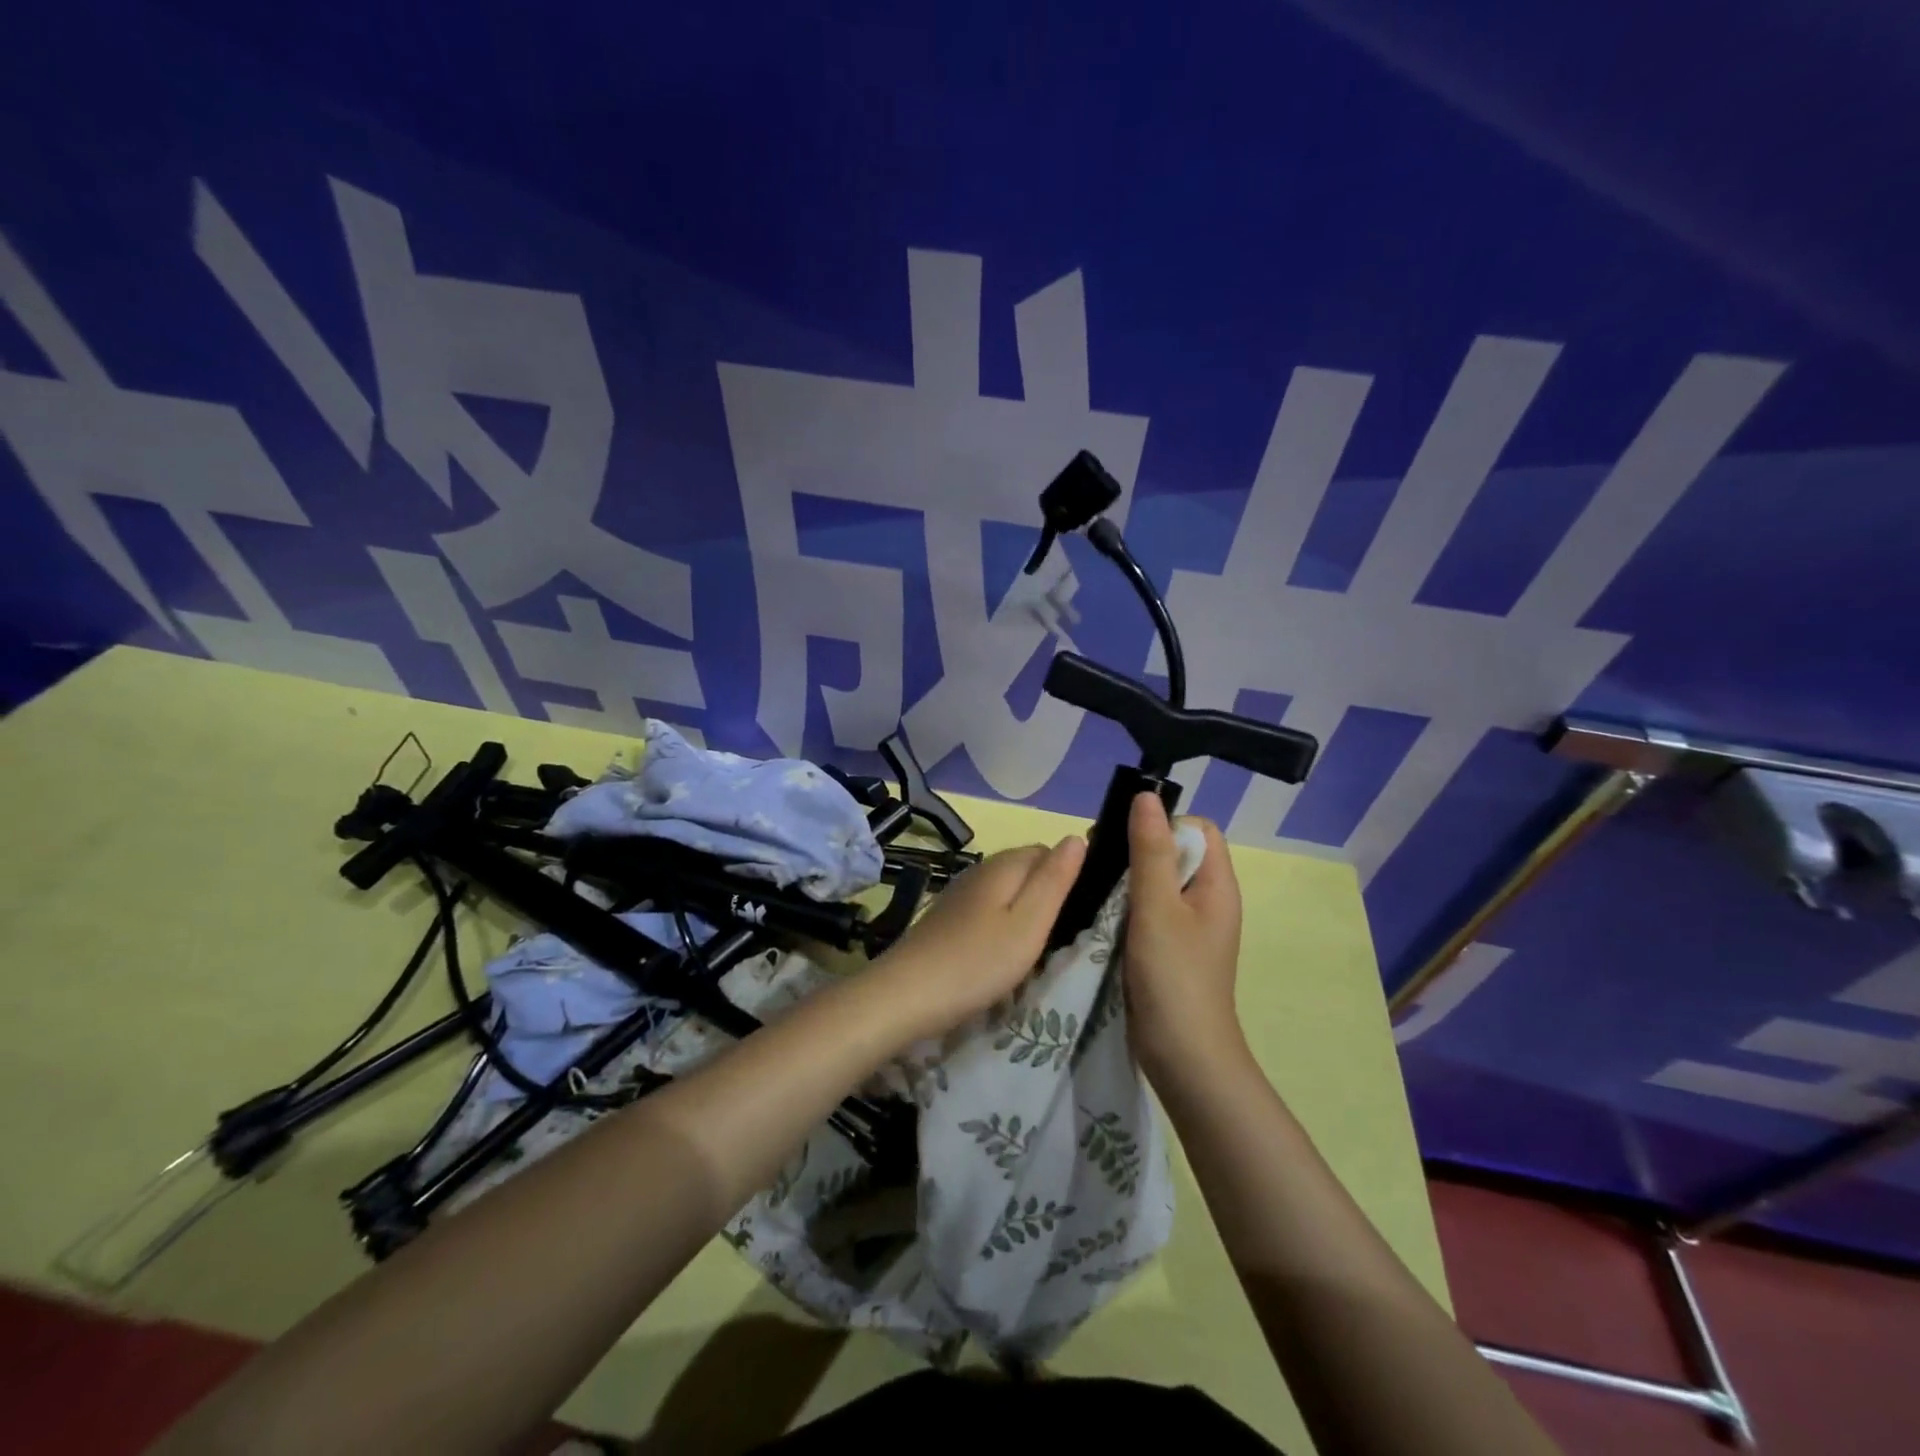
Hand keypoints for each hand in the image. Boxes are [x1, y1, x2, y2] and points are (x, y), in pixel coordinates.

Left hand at [867, 836, 1086, 1041]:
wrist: (907, 994)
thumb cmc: (978, 961)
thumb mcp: (1029, 923)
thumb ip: (1055, 880)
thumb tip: (1076, 837)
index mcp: (1004, 864)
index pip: (1049, 851)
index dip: (1067, 877)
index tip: (1078, 913)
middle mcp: (980, 869)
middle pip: (1026, 870)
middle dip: (1045, 895)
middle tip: (1058, 936)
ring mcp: (960, 893)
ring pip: (1006, 891)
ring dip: (1023, 913)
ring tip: (1033, 949)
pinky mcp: (947, 917)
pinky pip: (987, 910)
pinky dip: (1000, 925)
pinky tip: (1000, 954)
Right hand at [1124, 793, 1245, 1080]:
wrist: (1183, 1057)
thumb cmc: (1174, 977)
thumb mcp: (1158, 908)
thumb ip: (1150, 850)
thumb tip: (1146, 795)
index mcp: (1216, 885)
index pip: (1197, 829)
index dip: (1164, 824)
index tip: (1126, 836)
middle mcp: (1205, 900)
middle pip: (1173, 852)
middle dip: (1136, 847)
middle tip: (1098, 858)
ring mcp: (1186, 926)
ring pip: (1155, 882)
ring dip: (1125, 878)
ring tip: (1091, 883)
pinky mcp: (1165, 947)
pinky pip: (1145, 909)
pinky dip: (1122, 904)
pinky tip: (1096, 911)